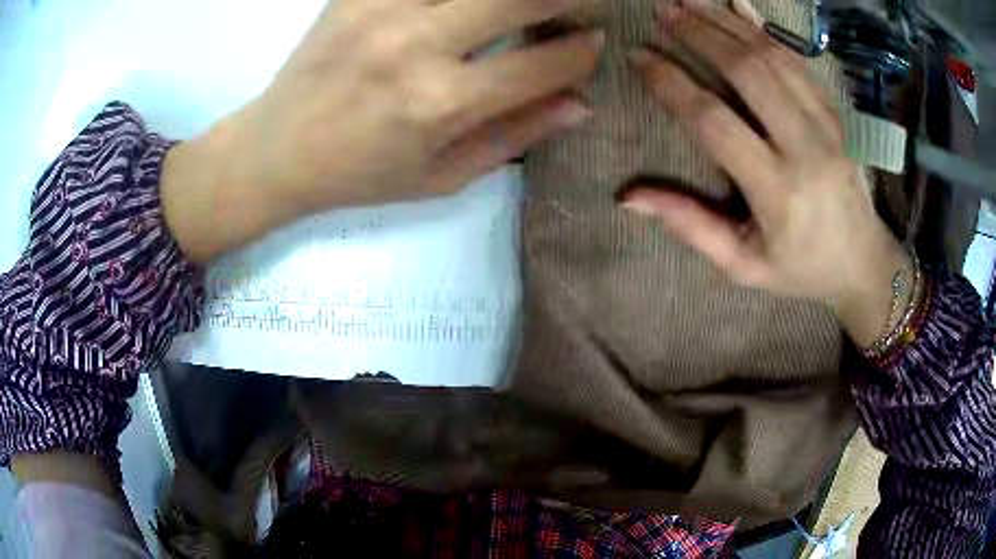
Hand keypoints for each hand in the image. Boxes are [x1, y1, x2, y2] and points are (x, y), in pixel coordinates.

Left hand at [162, 0, 602, 262]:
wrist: (277, 150)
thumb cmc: (361, 174)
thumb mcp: (442, 177)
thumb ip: (516, 136)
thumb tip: (581, 103)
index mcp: (441, 103)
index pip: (544, 62)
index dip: (583, 49)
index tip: (593, 41)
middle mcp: (415, 44)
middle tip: (574, 5)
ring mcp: (380, 9)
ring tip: (520, 6)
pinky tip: (463, 5)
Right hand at [621, 0, 910, 346]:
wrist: (864, 262)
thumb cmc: (801, 269)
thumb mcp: (744, 266)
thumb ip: (691, 227)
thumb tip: (629, 197)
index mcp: (777, 193)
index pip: (714, 122)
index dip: (672, 84)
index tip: (638, 58)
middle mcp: (805, 149)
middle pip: (747, 73)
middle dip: (698, 34)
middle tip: (660, 11)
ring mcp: (827, 125)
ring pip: (773, 57)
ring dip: (726, 22)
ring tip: (688, 0)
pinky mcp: (837, 114)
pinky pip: (798, 61)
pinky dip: (765, 29)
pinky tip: (738, 5)